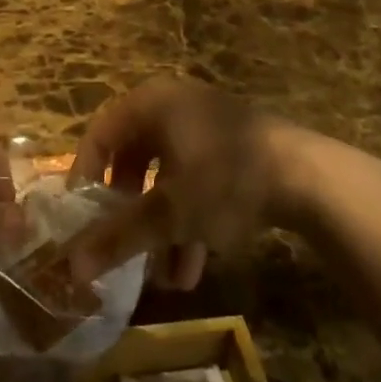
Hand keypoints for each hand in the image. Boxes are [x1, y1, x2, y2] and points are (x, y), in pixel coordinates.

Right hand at [65, 78, 343, 288]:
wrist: (311, 178)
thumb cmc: (225, 181)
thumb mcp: (168, 214)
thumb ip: (117, 237)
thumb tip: (69, 268)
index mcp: (152, 103)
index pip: (100, 133)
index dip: (85, 175)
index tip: (81, 217)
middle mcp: (176, 105)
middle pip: (134, 157)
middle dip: (128, 209)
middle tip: (119, 240)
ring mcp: (209, 125)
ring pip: (168, 176)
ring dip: (161, 226)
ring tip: (162, 277)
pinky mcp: (236, 147)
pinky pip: (197, 180)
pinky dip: (190, 219)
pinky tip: (193, 268)